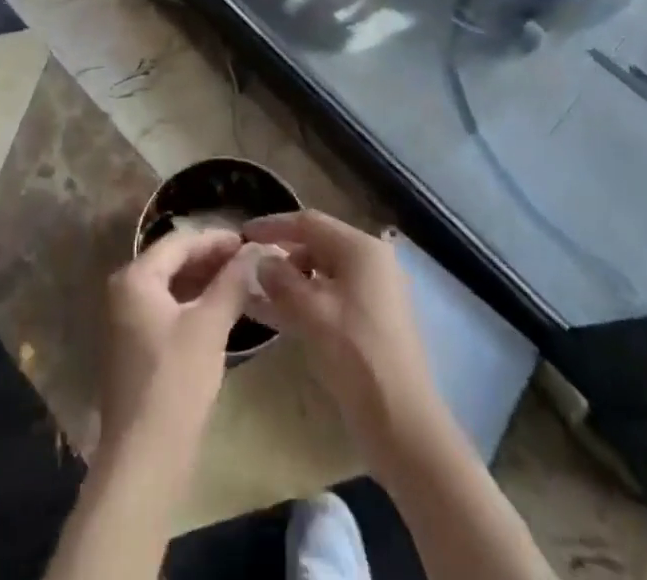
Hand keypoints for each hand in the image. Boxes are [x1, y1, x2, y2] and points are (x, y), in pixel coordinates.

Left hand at [100, 228, 262, 461]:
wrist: (144, 459)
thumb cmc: (176, 382)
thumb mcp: (209, 326)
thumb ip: (232, 282)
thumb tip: (256, 250)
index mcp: (135, 277)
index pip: (180, 242)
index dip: (216, 239)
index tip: (249, 242)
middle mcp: (124, 291)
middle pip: (173, 261)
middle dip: (211, 260)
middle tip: (250, 262)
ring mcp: (126, 321)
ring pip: (171, 287)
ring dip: (205, 282)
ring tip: (242, 283)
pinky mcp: (135, 347)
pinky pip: (167, 310)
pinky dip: (194, 305)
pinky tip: (222, 311)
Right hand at [242, 211, 450, 478]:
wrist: (403, 423)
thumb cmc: (356, 356)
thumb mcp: (311, 313)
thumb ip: (281, 280)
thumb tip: (262, 261)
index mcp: (361, 249)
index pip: (309, 223)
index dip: (274, 225)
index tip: (243, 233)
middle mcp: (371, 262)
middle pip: (318, 245)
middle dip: (282, 255)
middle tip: (249, 267)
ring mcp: (375, 292)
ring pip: (323, 274)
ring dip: (291, 282)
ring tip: (256, 295)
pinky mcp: (372, 320)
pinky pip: (331, 297)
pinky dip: (306, 302)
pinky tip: (278, 316)